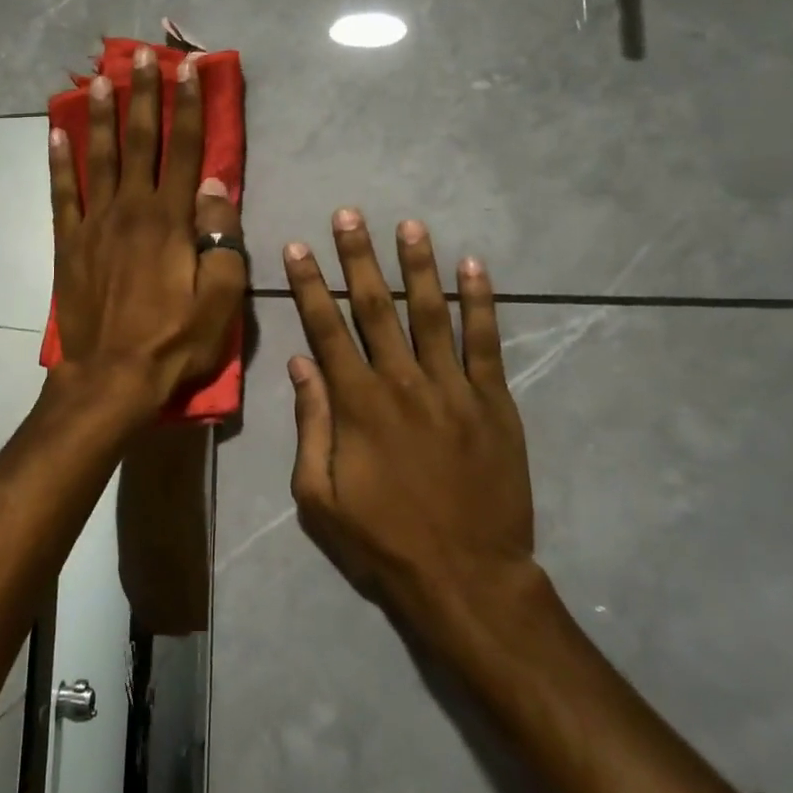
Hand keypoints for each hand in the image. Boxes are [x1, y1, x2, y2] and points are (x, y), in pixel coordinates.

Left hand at [50, 46, 245, 417]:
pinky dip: (59, 162)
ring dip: (99, 115)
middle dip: (142, 94)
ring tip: (98, 79)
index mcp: (171, 219)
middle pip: (139, 141)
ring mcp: (94, 224)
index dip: (189, 106)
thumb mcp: (220, 296)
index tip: (189, 68)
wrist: (111, 377)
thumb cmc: (174, 341)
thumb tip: (217, 182)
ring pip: (98, 157)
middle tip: (140, 55)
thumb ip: (222, 235)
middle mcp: (131, 209)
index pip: (184, 149)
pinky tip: (56, 133)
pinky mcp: (69, 243)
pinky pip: (62, 193)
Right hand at [283, 210, 544, 650]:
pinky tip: (474, 267)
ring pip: (431, 312)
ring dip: (418, 266)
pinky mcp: (493, 402)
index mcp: (356, 404)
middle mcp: (401, 382)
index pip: (326, 329)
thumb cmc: (383, 540)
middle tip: (350, 215)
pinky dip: (481, 302)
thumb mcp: (319, 495)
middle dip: (359, 258)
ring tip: (409, 225)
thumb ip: (310, 424)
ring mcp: (452, 388)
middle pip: (375, 307)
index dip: (309, 285)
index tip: (299, 247)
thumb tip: (300, 364)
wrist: (468, 577)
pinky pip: (485, 342)